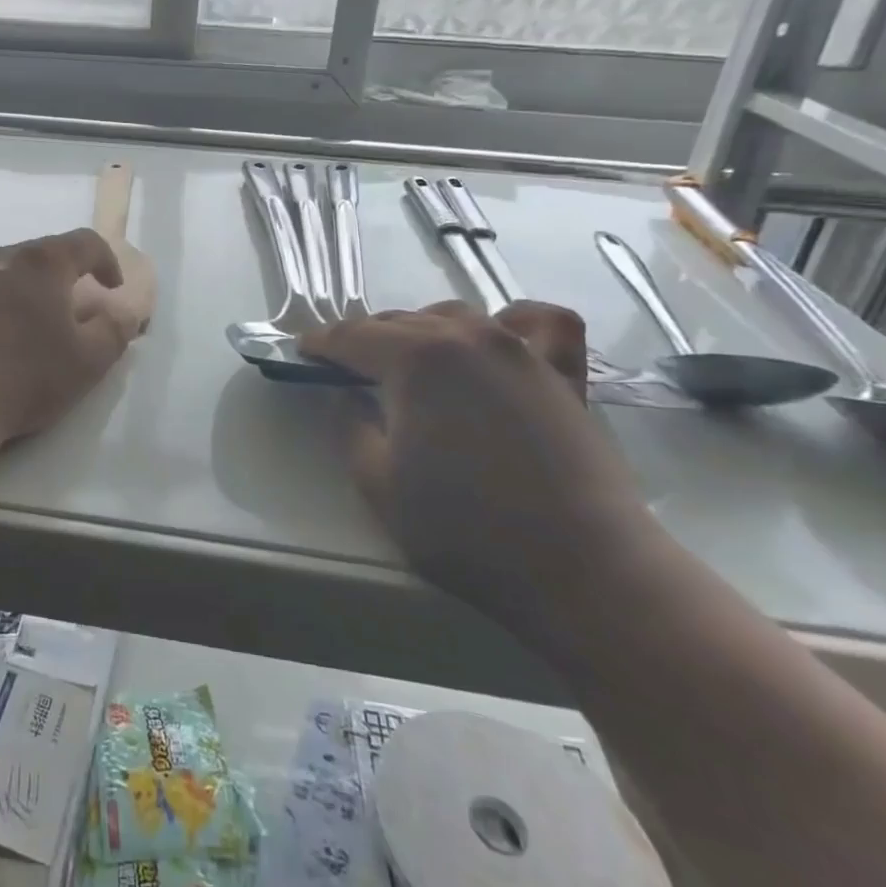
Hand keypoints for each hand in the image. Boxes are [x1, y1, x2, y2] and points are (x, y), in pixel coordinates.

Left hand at [0, 229, 139, 444]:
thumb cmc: (22, 375)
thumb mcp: (86, 361)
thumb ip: (114, 331)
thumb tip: (125, 312)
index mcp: (41, 263)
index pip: (85, 242)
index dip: (107, 261)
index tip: (113, 288)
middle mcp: (0, 260)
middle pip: (42, 255)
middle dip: (65, 277)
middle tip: (76, 309)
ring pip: (7, 275)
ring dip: (28, 292)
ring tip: (35, 327)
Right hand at [299, 301, 649, 614]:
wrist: (584, 570)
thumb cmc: (466, 531)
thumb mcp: (377, 485)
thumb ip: (349, 427)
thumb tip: (348, 395)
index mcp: (416, 359)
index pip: (351, 336)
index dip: (320, 343)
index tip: (301, 352)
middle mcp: (467, 337)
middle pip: (399, 321)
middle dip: (364, 338)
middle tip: (345, 368)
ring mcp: (520, 350)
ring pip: (454, 315)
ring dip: (421, 330)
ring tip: (408, 360)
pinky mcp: (562, 373)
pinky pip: (539, 323)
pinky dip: (512, 320)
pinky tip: (500, 336)